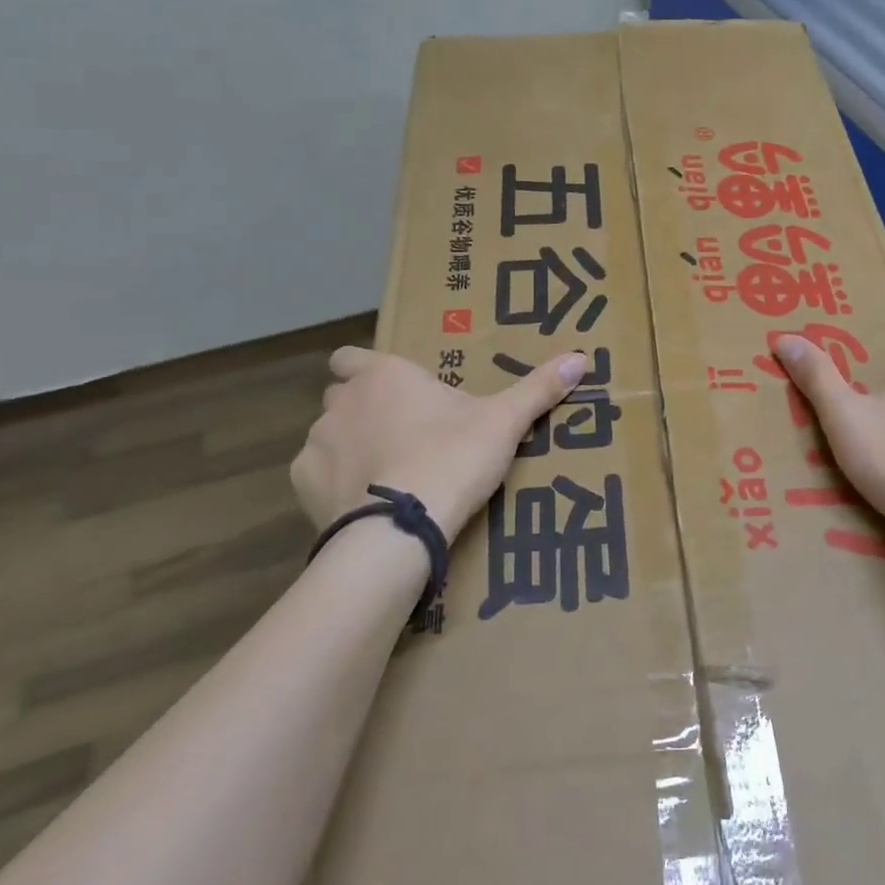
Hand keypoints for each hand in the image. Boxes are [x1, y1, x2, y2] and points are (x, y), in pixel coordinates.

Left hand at [290, 347, 586, 543]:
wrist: (401, 528)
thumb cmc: (452, 458)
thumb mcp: (504, 422)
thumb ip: (539, 388)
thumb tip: (582, 357)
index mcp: (384, 375)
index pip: (351, 356)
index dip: (367, 370)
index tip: (395, 392)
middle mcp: (341, 401)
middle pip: (342, 396)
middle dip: (364, 411)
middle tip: (404, 436)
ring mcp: (317, 442)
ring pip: (329, 436)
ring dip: (351, 449)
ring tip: (388, 477)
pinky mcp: (302, 485)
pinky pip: (317, 476)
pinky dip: (335, 485)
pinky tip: (365, 504)